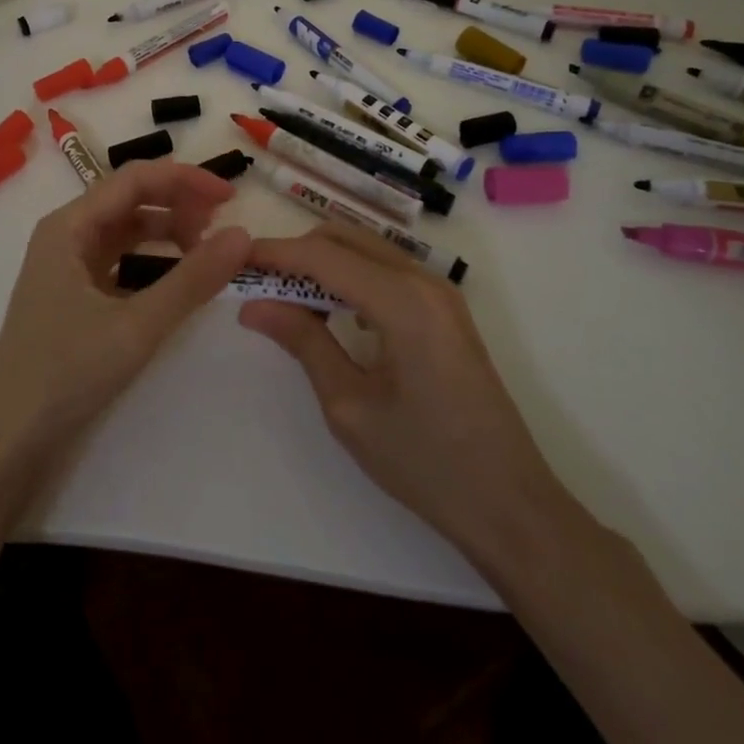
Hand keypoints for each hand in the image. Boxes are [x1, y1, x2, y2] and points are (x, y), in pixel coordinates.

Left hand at [0, 160, 250, 475]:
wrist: (8, 442)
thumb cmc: (65, 374)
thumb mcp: (136, 325)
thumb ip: (192, 279)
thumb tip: (242, 236)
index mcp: (68, 227)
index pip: (134, 180)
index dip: (185, 180)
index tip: (230, 198)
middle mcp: (66, 236)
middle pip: (130, 200)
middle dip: (178, 206)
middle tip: (221, 231)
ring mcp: (68, 268)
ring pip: (126, 231)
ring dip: (167, 232)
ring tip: (205, 252)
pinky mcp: (74, 297)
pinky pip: (120, 262)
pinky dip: (152, 261)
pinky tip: (177, 279)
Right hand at [240, 224, 570, 565]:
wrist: (510, 505)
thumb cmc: (426, 463)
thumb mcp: (350, 406)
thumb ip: (303, 342)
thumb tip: (254, 306)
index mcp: (402, 301)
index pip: (322, 255)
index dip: (273, 253)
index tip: (232, 260)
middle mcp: (424, 280)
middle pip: (344, 238)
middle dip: (296, 253)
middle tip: (256, 284)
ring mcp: (440, 292)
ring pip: (365, 250)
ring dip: (323, 263)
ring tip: (287, 301)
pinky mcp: (445, 309)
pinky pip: (386, 271)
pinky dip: (350, 277)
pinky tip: (333, 313)